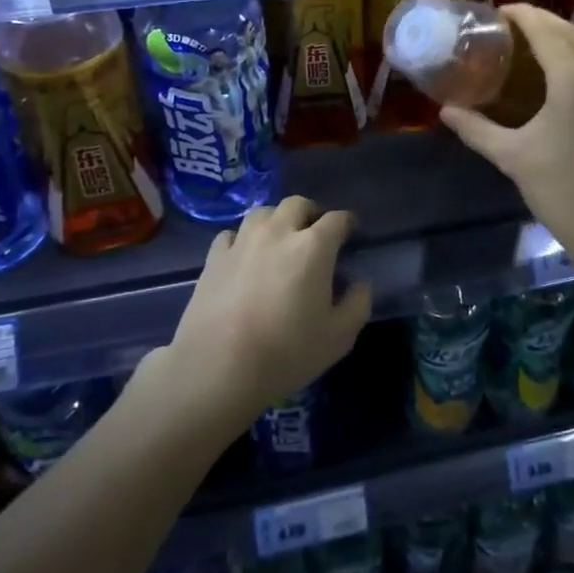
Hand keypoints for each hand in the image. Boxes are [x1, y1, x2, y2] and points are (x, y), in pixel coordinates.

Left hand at [166, 196, 370, 429]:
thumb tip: (359, 284)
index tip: (351, 232)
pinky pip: (232, 234)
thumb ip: (357, 304)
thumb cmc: (286, 352)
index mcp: (313, 247)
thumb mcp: (339, 337)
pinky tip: (245, 257)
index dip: (347, 223)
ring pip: (263, 213)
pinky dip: (243, 239)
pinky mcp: (214, 258)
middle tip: (316, 234)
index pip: (337, 219)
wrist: (217, 368)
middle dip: (311, 213)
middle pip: (297, 204)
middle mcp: (278, 233)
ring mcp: (242, 242)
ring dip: (277, 220)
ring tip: (280, 241)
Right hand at [440, 4, 573, 265]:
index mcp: (573, 81)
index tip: (498, 11)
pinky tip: (566, 66)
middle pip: (571, 32)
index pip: (547, 32)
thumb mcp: (512, 157)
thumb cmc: (561, 190)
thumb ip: (476, 129)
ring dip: (567, 32)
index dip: (523, 16)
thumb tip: (445, 110)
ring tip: (538, 38)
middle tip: (511, 23)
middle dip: (542, 20)